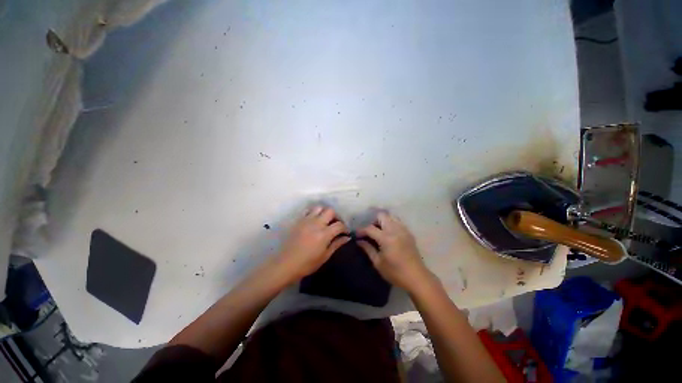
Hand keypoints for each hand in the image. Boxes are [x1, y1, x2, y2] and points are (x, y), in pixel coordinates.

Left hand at [275, 206, 349, 282]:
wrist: (286, 264)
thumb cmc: (307, 263)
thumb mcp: (325, 256)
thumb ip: (336, 244)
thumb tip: (347, 237)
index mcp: (324, 234)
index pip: (339, 225)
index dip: (345, 228)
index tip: (345, 232)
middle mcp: (316, 223)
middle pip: (330, 211)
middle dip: (336, 216)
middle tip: (335, 224)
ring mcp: (306, 220)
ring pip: (319, 207)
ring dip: (324, 212)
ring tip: (325, 220)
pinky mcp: (298, 221)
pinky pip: (308, 210)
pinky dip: (313, 212)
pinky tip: (314, 220)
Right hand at [357, 212, 431, 291]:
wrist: (417, 277)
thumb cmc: (395, 272)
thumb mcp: (378, 263)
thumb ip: (368, 249)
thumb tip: (359, 241)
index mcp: (386, 238)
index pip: (370, 228)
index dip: (361, 230)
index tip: (356, 235)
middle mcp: (395, 230)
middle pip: (381, 215)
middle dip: (373, 221)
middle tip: (369, 231)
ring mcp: (403, 230)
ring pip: (390, 216)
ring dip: (382, 221)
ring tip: (379, 231)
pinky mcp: (409, 233)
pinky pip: (397, 222)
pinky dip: (391, 224)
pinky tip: (388, 234)